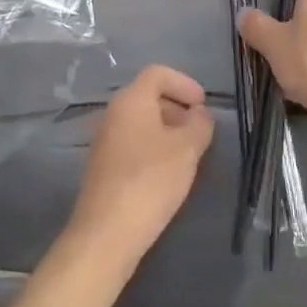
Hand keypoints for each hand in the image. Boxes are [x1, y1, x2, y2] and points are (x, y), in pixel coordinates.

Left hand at [68, 64, 213, 263]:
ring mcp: (105, 140)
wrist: (107, 232)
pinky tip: (167, 173)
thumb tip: (199, 113)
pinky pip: (132, 142)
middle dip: (177, 106)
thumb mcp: (187, 149)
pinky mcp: (104, 166)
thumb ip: (199, 125)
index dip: (184, 83)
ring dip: (166, 129)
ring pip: (140, 121)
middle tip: (199, 129)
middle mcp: (113, 113)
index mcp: (131, 100)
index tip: (203, 105)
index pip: (157, 73)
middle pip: (147, 95)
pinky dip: (153, 147)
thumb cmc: (151, 180)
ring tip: (188, 153)